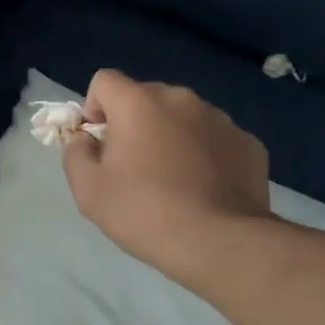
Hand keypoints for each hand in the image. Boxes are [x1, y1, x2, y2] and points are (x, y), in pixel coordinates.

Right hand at [63, 70, 269, 285]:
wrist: (219, 243)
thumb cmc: (144, 213)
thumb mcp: (88, 190)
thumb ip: (76, 153)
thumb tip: (85, 139)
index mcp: (138, 102)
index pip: (104, 81)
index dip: (94, 108)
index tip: (99, 143)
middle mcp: (180, 99)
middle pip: (146, 97)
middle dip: (134, 123)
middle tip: (134, 167)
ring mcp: (220, 119)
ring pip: (183, 117)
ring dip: (171, 136)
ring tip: (173, 181)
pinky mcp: (248, 143)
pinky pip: (215, 139)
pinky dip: (205, 154)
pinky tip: (204, 189)